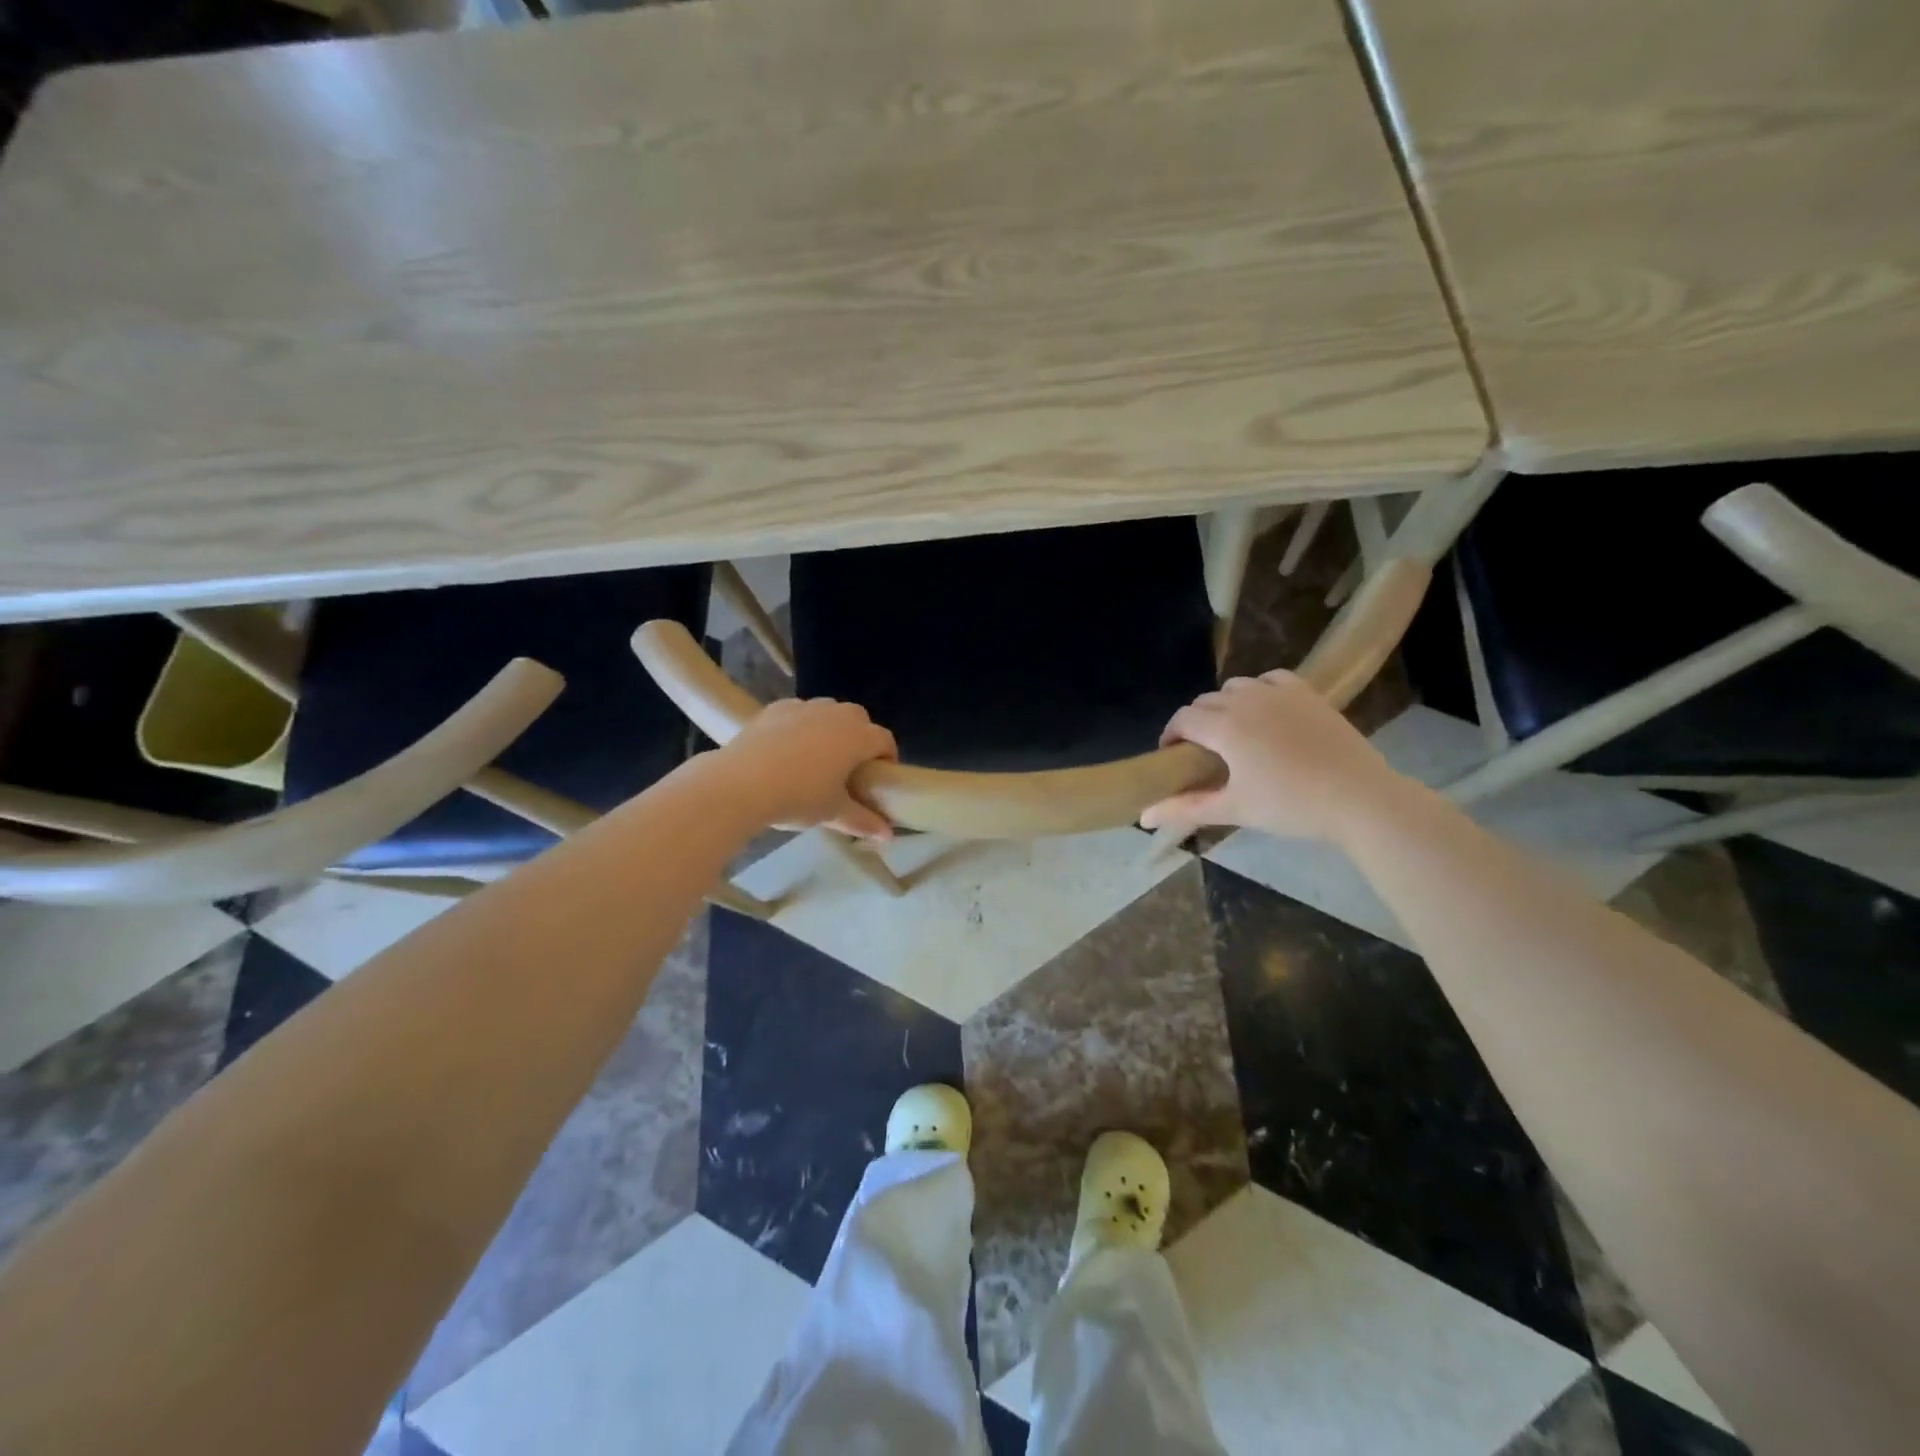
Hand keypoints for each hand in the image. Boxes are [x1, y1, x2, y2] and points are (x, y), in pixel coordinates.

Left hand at [717, 697, 898, 838]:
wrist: (740, 783)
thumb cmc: (798, 797)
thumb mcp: (833, 812)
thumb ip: (863, 821)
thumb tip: (888, 836)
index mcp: (858, 737)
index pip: (885, 741)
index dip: (887, 758)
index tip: (877, 778)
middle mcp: (836, 714)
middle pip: (860, 720)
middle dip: (860, 738)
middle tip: (848, 768)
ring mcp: (804, 707)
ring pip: (829, 711)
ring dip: (831, 728)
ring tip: (817, 756)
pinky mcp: (776, 708)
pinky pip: (798, 712)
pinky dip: (800, 725)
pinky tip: (786, 748)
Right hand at [1140, 672, 1403, 842]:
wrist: (1359, 798)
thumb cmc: (1290, 805)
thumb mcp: (1233, 809)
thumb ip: (1185, 809)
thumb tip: (1143, 817)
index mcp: (1224, 725)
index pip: (1183, 719)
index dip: (1171, 736)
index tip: (1173, 758)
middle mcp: (1246, 699)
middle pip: (1205, 701)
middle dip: (1196, 723)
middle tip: (1203, 754)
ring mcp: (1280, 692)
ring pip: (1236, 686)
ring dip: (1225, 705)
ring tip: (1233, 733)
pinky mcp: (1308, 693)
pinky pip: (1270, 679)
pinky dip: (1259, 691)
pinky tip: (1266, 712)